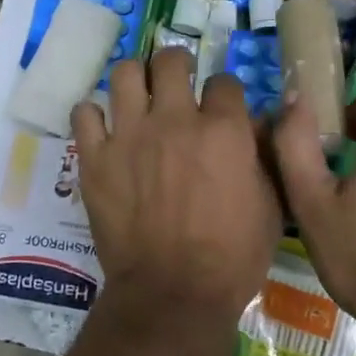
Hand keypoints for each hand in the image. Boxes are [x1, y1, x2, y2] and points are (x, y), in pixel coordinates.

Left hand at [71, 49, 281, 328]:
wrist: (174, 293)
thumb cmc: (233, 257)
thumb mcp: (271, 206)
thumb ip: (265, 155)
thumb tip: (258, 122)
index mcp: (222, 129)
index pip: (223, 81)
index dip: (224, 90)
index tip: (220, 103)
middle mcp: (174, 120)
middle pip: (169, 61)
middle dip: (176, 64)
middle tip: (175, 79)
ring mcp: (129, 135)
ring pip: (124, 74)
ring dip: (133, 78)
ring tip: (137, 94)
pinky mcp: (95, 157)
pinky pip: (84, 113)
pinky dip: (93, 115)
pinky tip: (102, 127)